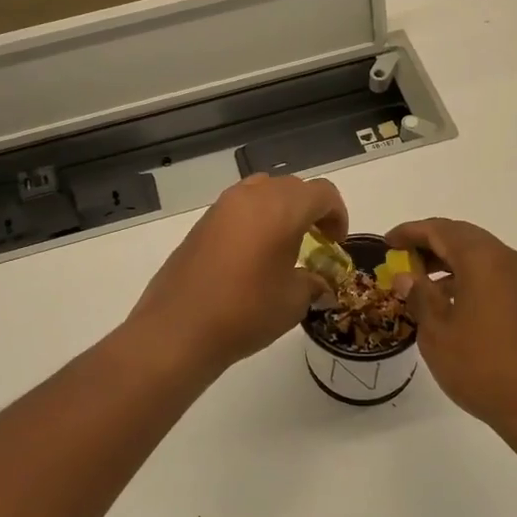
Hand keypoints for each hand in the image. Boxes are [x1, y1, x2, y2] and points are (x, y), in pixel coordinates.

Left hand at [128, 174, 348, 378]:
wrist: (179, 329)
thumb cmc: (247, 311)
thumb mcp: (293, 301)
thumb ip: (312, 282)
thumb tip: (316, 282)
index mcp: (282, 207)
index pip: (322, 193)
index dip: (337, 215)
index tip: (336, 244)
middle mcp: (251, 196)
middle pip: (292, 188)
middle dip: (310, 211)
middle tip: (315, 244)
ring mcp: (222, 207)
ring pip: (262, 192)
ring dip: (280, 212)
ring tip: (283, 247)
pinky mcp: (201, 223)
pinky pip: (238, 209)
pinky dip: (254, 221)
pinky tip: (252, 257)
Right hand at [387, 218, 516, 431]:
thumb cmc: (484, 368)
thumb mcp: (438, 334)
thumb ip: (420, 298)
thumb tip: (407, 277)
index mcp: (485, 260)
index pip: (441, 230)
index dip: (411, 232)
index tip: (387, 242)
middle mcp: (510, 260)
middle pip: (465, 238)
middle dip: (431, 244)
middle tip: (402, 259)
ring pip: (482, 258)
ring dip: (451, 264)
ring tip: (422, 285)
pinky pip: (496, 276)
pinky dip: (471, 279)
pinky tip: (452, 305)